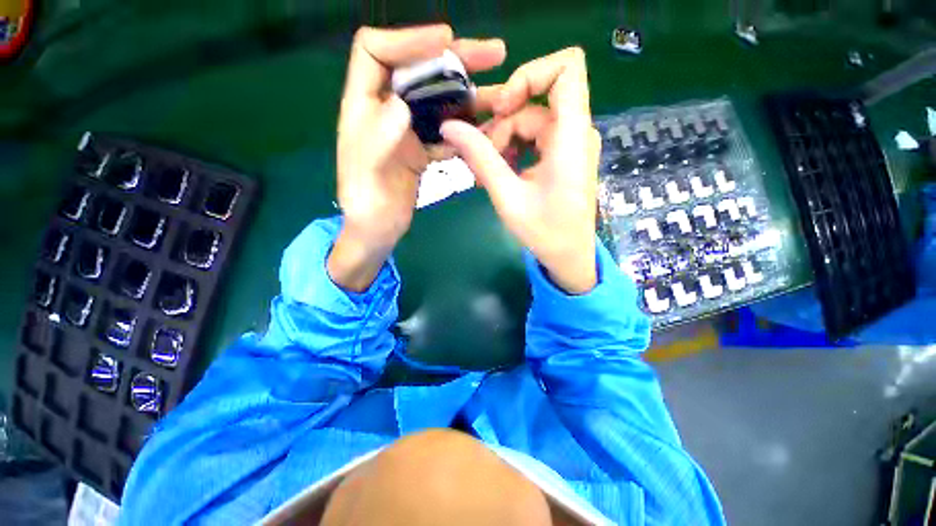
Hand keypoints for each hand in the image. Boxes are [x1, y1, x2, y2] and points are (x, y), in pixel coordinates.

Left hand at [329, 25, 505, 290]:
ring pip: (441, 100)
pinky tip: (490, 131)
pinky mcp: (423, 148)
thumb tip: (400, 104)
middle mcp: (386, 110)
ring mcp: (408, 129)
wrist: (379, 229)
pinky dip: (469, 129)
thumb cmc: (367, 205)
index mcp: (363, 106)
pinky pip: (449, 130)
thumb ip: (377, 138)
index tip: (446, 41)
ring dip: (472, 96)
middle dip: (457, 59)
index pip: (375, 51)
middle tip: (496, 55)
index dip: (408, 38)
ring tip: (504, 96)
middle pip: (419, 70)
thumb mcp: (366, 173)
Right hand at [441, 48, 600, 293]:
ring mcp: (569, 143)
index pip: (565, 68)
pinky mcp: (561, 155)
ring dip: (501, 139)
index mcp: (571, 137)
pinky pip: (532, 137)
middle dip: (499, 121)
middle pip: (533, 101)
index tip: (501, 109)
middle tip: (473, 149)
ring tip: (482, 169)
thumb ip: (480, 159)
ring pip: (528, 120)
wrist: (569, 256)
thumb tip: (449, 127)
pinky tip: (497, 171)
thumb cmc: (545, 233)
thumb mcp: (508, 197)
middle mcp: (575, 132)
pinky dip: (511, 149)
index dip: (528, 74)